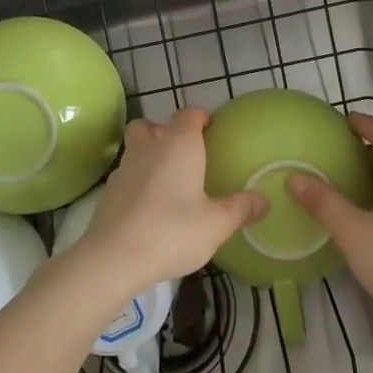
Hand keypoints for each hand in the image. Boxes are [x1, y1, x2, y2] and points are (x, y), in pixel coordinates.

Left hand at [57, 108, 265, 302]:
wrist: (114, 257)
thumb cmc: (172, 231)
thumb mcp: (216, 224)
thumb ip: (240, 209)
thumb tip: (263, 200)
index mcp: (179, 145)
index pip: (189, 115)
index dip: (200, 117)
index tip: (210, 128)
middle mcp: (149, 147)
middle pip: (151, 125)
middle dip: (164, 130)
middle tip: (183, 152)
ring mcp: (124, 168)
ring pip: (135, 148)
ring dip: (148, 155)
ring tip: (167, 180)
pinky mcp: (109, 191)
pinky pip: (127, 174)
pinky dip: (137, 180)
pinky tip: (149, 204)